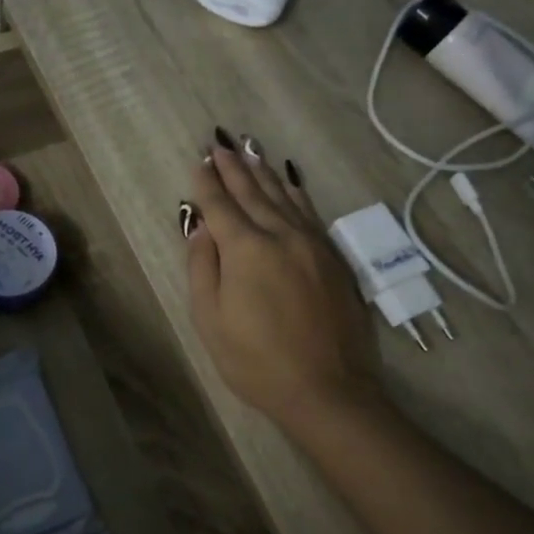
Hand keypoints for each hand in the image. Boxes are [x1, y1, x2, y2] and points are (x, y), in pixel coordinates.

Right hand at [184, 137, 382, 436]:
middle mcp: (282, 235)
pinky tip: (290, 183)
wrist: (329, 390)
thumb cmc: (257, 362)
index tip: (198, 160)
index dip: (207, 183)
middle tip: (220, 143)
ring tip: (250, 151)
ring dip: (264, 173)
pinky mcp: (334, 258)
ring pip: (285, 197)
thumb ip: (203, 267)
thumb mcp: (211, 320)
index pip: (221, 206)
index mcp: (247, 250)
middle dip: (234, 167)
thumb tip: (201, 228)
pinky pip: (310, 212)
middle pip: (254, 193)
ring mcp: (314, 244)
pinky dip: (295, 192)